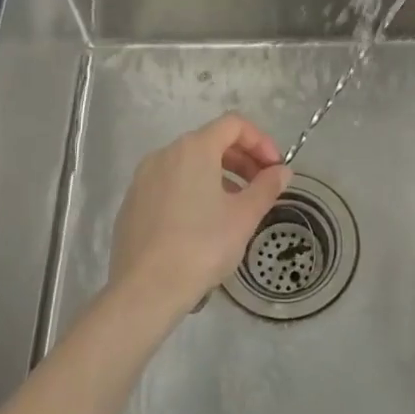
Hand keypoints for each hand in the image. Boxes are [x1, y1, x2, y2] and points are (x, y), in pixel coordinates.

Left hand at [108, 114, 292, 321]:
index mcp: (194, 148)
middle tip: (262, 187)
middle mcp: (165, 153)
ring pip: (189, 164)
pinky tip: (203, 224)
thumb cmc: (202, 246)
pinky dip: (193, 191)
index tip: (275, 169)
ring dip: (219, 176)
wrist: (145, 289)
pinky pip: (170, 184)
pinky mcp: (132, 203)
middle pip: (211, 142)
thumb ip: (267, 187)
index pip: (233, 125)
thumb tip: (282, 171)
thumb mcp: (244, 217)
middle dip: (242, 160)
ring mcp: (144, 178)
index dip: (260, 141)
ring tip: (236, 207)